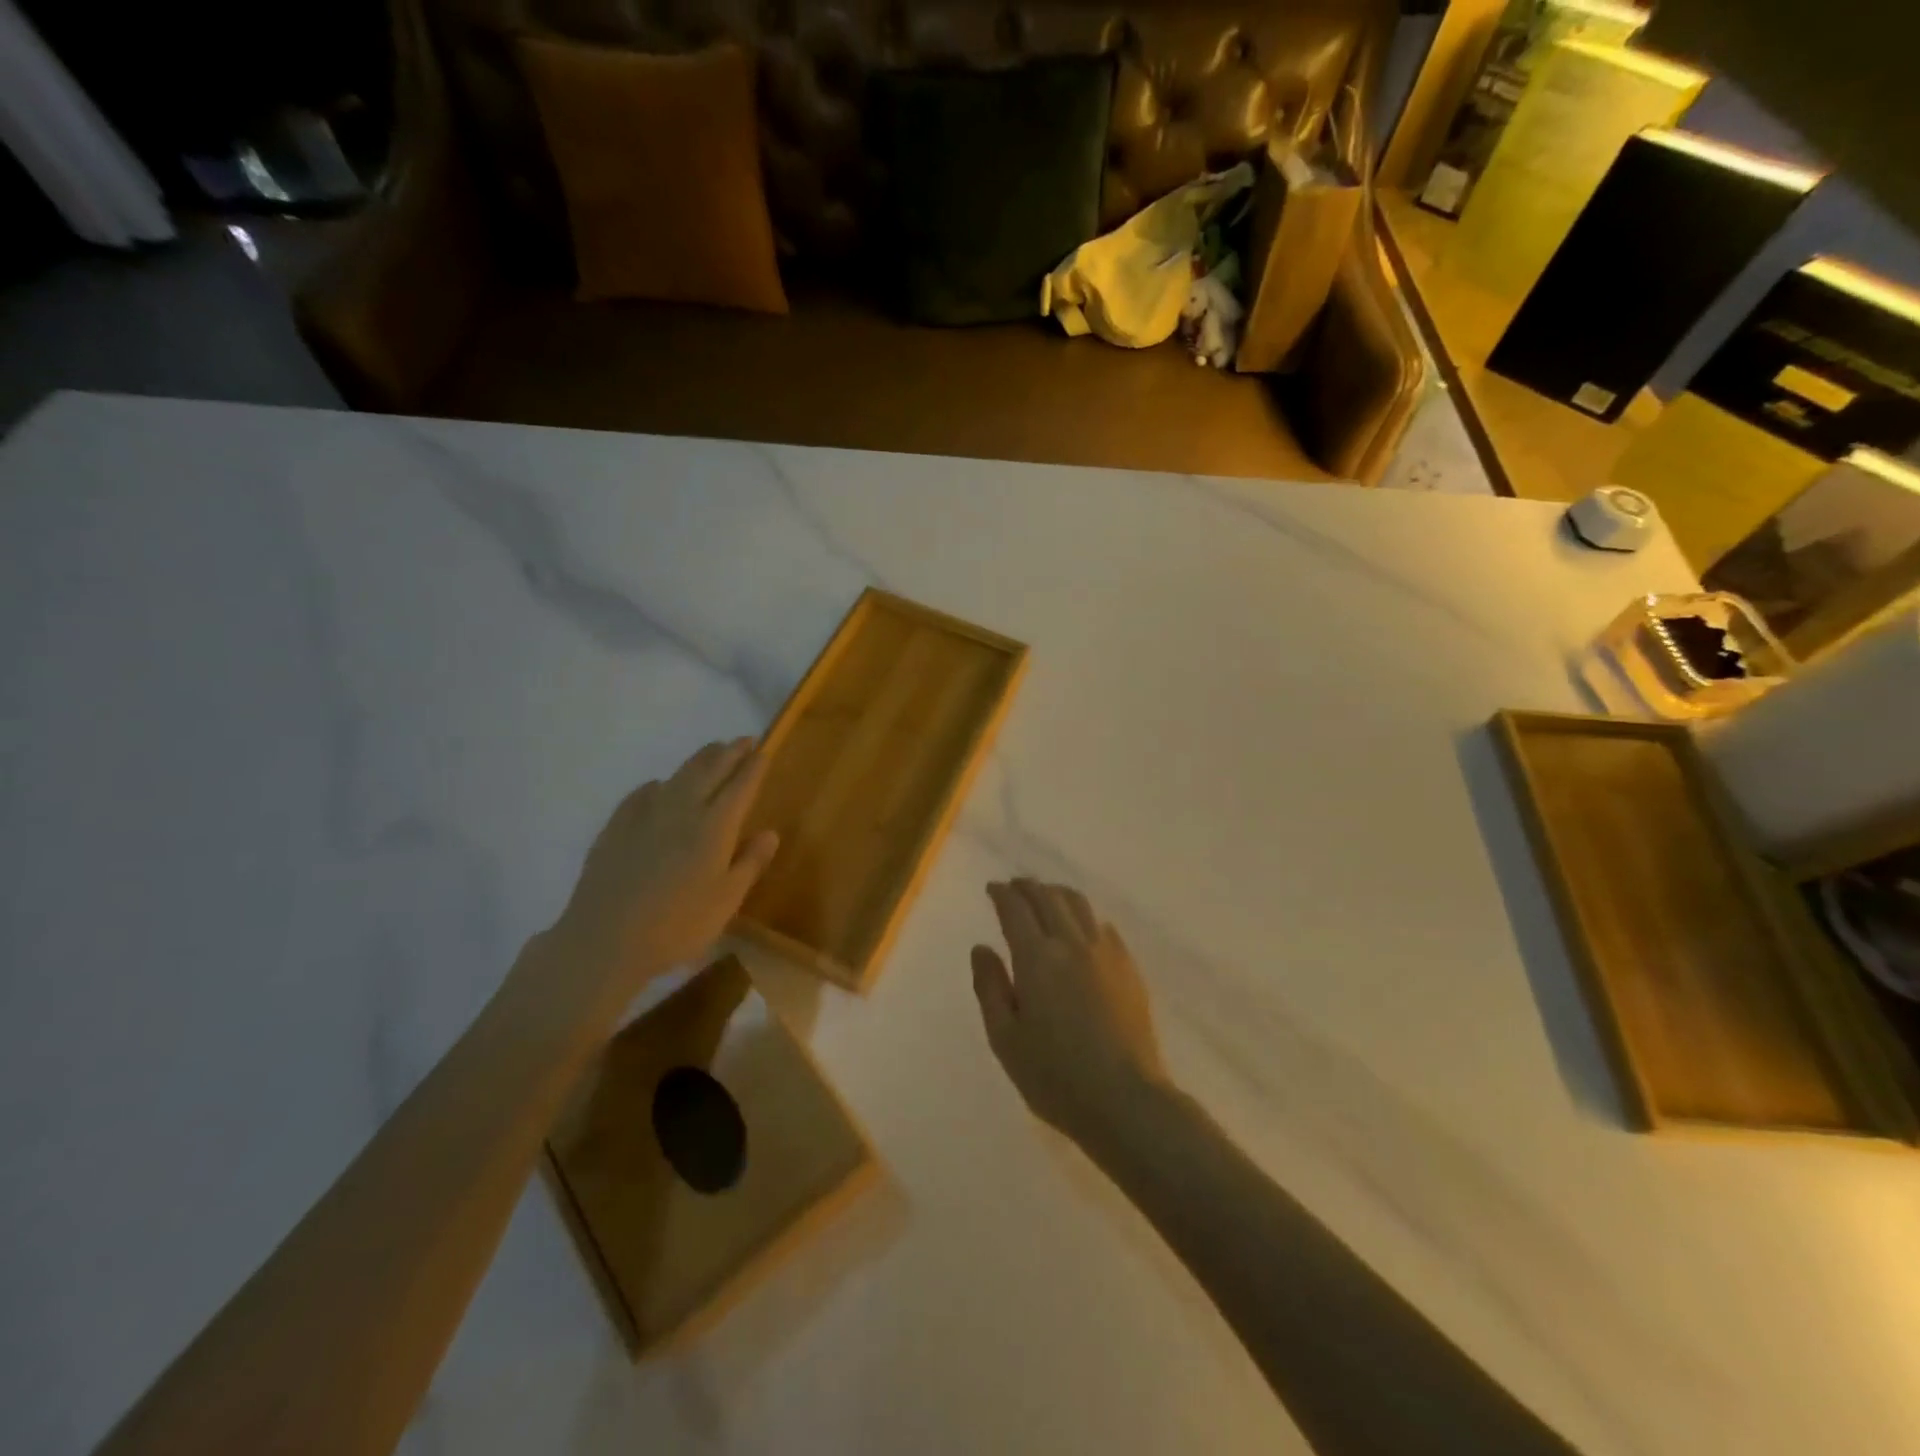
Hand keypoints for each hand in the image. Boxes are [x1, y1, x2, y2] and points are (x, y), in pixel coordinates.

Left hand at [544, 739, 777, 1022]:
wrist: (605, 941)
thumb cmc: (677, 926)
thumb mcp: (726, 901)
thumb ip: (750, 863)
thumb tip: (770, 832)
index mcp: (714, 827)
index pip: (740, 786)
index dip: (754, 767)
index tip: (764, 751)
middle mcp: (682, 811)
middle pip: (709, 771)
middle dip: (729, 753)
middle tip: (744, 741)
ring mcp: (645, 816)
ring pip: (677, 776)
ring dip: (699, 760)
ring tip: (711, 750)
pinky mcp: (616, 828)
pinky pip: (642, 794)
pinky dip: (659, 784)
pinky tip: (659, 787)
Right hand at [971, 879, 1168, 1150]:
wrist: (1125, 1099)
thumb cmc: (1055, 1076)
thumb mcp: (1005, 1038)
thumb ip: (989, 987)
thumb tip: (981, 947)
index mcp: (1036, 958)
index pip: (1015, 909)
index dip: (1002, 894)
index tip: (992, 888)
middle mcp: (1071, 943)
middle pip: (1048, 897)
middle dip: (1028, 887)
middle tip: (1014, 886)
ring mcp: (1105, 953)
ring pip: (1078, 905)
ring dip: (1056, 893)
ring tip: (1045, 896)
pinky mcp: (1128, 967)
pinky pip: (1103, 926)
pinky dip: (1084, 916)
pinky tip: (1082, 927)